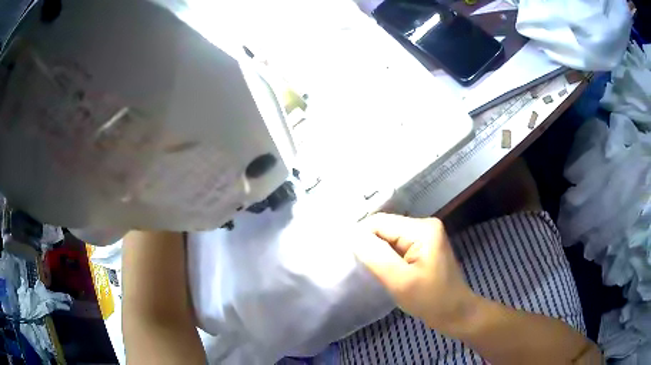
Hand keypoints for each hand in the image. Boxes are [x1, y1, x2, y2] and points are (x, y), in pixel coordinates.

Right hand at [354, 213, 478, 332]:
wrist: (455, 313)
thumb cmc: (430, 300)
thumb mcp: (400, 281)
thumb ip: (375, 256)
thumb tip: (352, 235)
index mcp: (422, 228)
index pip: (379, 222)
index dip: (362, 239)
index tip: (354, 262)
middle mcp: (424, 224)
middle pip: (384, 228)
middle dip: (371, 247)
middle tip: (364, 270)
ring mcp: (425, 235)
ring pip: (388, 237)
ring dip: (378, 253)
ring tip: (374, 272)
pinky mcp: (424, 245)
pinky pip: (396, 245)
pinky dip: (387, 257)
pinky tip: (386, 270)